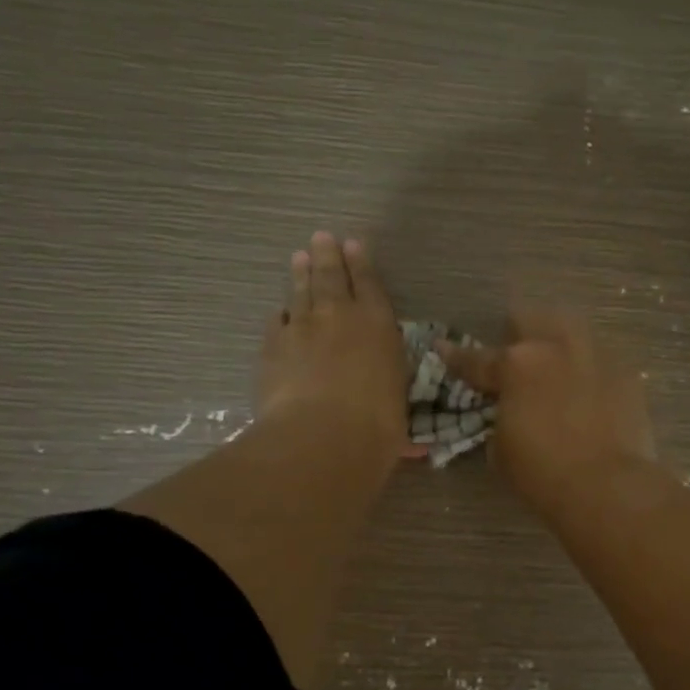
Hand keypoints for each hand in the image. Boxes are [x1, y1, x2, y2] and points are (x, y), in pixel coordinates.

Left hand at [260, 232, 404, 458]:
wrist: (321, 436)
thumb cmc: (375, 427)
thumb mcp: (398, 417)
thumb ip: (398, 419)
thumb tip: (416, 451)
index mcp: (379, 326)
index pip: (370, 285)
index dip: (362, 264)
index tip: (353, 245)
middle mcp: (340, 317)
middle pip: (332, 277)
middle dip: (328, 255)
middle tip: (321, 238)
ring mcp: (302, 328)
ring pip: (300, 292)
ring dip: (301, 274)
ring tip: (299, 258)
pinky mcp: (272, 346)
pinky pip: (277, 322)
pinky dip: (281, 315)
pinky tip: (280, 311)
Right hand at [441, 309, 655, 519]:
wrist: (606, 487)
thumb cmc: (541, 473)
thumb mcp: (501, 449)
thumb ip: (501, 418)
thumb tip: (510, 412)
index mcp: (515, 365)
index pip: (476, 359)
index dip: (456, 356)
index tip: (443, 348)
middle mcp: (555, 348)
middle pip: (530, 320)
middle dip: (518, 333)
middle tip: (515, 355)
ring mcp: (596, 356)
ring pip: (572, 331)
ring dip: (558, 343)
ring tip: (556, 364)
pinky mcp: (627, 374)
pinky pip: (602, 360)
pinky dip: (590, 371)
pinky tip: (590, 391)